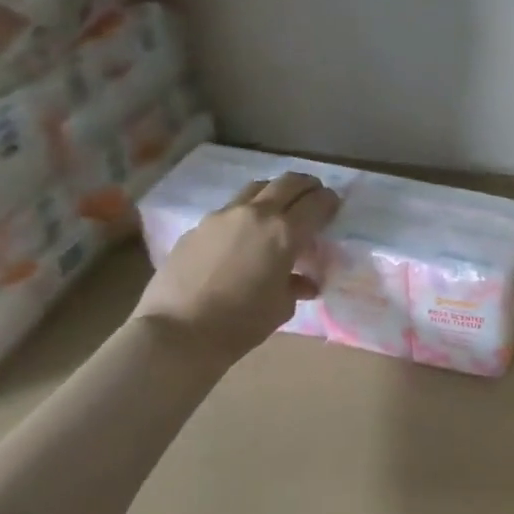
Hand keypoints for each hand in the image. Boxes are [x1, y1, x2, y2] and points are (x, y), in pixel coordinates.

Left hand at [133, 172, 340, 365]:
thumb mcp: (281, 307)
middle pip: (286, 183)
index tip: (334, 204)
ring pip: (255, 189)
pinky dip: (246, 214)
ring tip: (279, 208)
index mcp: (284, 233)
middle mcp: (255, 214)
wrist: (179, 330)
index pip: (315, 203)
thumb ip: (296, 285)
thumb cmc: (242, 322)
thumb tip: (303, 282)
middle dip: (305, 185)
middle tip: (313, 195)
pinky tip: (244, 236)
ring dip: (273, 192)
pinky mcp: (197, 227)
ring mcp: (222, 216)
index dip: (329, 201)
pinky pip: (229, 211)